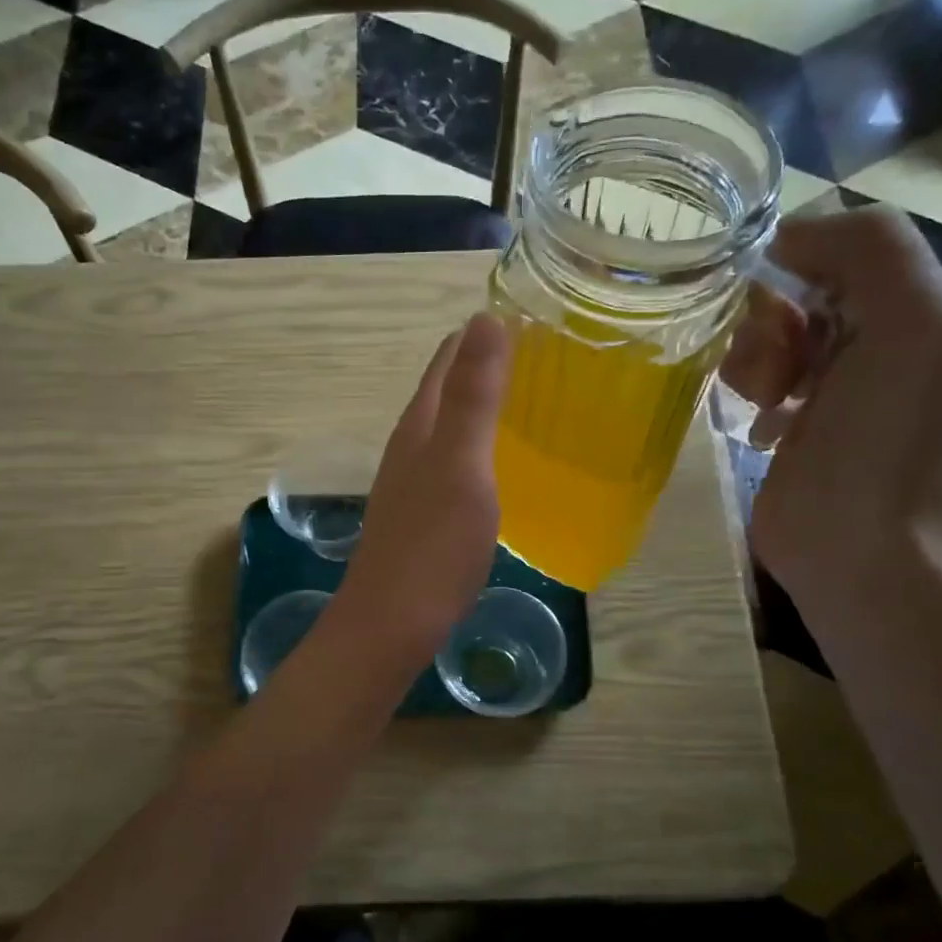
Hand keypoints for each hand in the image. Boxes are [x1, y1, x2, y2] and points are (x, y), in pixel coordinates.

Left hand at [324, 311, 511, 675]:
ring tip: (533, 401)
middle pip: (446, 390)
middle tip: (548, 357)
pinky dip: (483, 449)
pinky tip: (506, 466)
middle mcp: (411, 447)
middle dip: (486, 366)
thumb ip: (472, 397)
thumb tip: (484, 318)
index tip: (533, 318)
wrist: (393, 623)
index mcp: (420, 426)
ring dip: (484, 408)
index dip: (482, 334)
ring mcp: (414, 484)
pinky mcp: (425, 516)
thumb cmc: (431, 544)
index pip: (447, 359)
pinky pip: (456, 464)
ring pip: (450, 428)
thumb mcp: (460, 464)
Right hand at [720, 206, 941, 621]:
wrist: (859, 547)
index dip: (799, 259)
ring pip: (761, 333)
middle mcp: (868, 338)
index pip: (839, 244)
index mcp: (909, 307)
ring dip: (756, 359)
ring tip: (770, 401)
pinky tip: (765, 426)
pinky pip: (746, 377)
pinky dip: (747, 391)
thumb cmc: (885, 437)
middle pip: (792, 289)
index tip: (774, 297)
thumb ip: (871, 249)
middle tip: (782, 368)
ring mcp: (824, 384)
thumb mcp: (915, 322)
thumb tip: (785, 238)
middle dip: (773, 320)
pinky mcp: (784, 423)